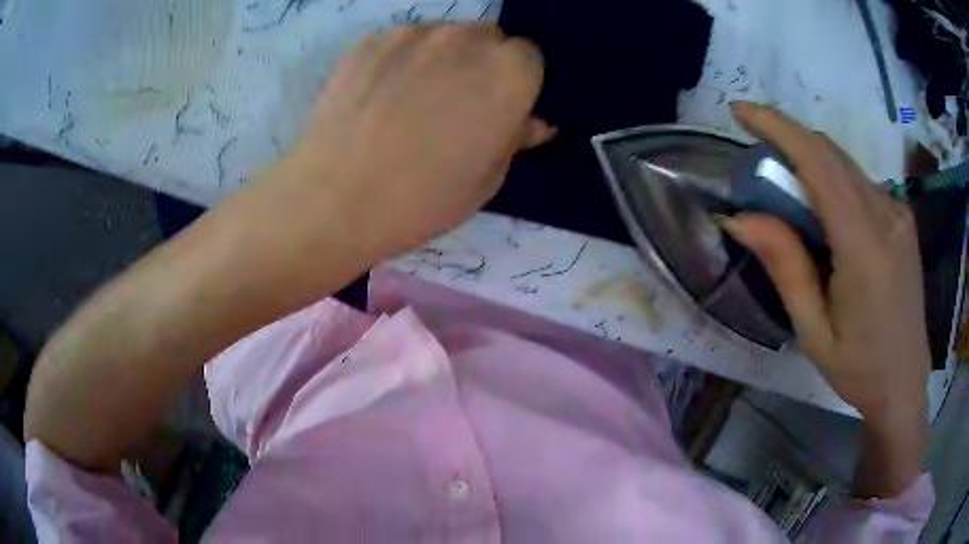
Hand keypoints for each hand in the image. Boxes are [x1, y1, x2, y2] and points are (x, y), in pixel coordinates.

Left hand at [276, 23, 552, 259]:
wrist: (336, 201)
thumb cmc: (424, 199)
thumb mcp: (487, 179)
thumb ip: (516, 137)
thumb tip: (532, 122)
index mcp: (509, 72)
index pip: (529, 56)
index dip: (516, 82)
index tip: (498, 107)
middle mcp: (466, 38)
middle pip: (488, 37)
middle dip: (481, 62)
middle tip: (456, 102)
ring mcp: (413, 33)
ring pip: (443, 35)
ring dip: (440, 57)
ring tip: (410, 99)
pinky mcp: (369, 40)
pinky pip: (400, 41)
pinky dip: (400, 59)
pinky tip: (378, 95)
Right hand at [722, 102, 929, 427]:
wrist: (905, 384)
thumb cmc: (860, 370)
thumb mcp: (814, 331)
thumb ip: (785, 267)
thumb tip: (739, 216)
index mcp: (865, 248)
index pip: (819, 164)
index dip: (778, 128)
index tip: (741, 112)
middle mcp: (887, 216)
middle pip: (831, 154)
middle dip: (788, 139)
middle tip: (755, 156)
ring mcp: (898, 212)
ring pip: (845, 164)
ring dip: (809, 160)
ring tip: (784, 187)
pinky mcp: (902, 217)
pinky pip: (860, 181)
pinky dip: (832, 179)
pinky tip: (822, 210)